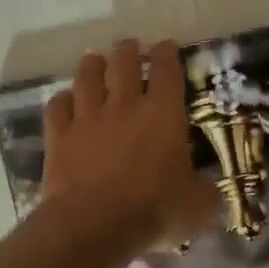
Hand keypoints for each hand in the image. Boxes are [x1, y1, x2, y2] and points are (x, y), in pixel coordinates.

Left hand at [40, 39, 219, 256]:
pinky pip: (57, 107)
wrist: (95, 222)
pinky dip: (61, 100)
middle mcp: (124, 105)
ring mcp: (87, 118)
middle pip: (124, 63)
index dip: (168, 54)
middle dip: (129, 50)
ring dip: (92, 65)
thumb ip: (207, 192)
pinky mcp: (59, 136)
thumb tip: (211, 191)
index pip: (167, 71)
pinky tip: (64, 99)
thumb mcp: (198, 206)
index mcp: (163, 113)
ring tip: (95, 58)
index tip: (167, 45)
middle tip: (131, 45)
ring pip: (87, 78)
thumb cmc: (155, 209)